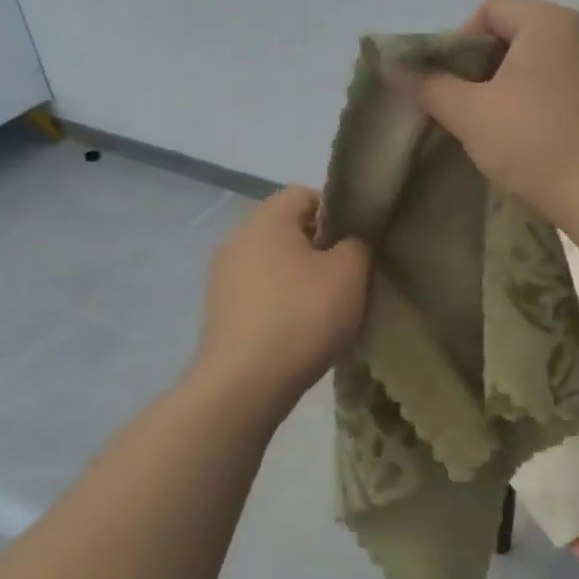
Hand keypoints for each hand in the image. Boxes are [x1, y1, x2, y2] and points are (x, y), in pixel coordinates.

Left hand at [190, 186, 369, 410]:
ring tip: (327, 308)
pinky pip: (259, 293)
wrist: (244, 384)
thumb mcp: (349, 274)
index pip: (304, 194)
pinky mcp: (220, 311)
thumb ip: (357, 244)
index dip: (337, 211)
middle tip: (348, 276)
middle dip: (320, 248)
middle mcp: (237, 240)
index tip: (358, 242)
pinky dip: (281, 303)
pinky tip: (300, 330)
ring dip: (300, 278)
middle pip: (287, 229)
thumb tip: (348, 243)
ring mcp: (223, 277)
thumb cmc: (302, 317)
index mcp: (266, 220)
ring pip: (273, 263)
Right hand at [402, 0, 578, 230]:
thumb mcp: (470, 114)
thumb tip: (392, 67)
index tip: (449, 83)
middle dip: (484, 65)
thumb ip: (429, 85)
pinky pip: (565, 80)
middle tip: (466, 105)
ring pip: (541, 59)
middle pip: (517, 32)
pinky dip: (539, 96)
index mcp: (550, 21)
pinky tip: (530, 132)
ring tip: (495, 122)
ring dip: (510, 83)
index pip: (491, 9)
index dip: (459, 41)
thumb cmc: (534, 144)